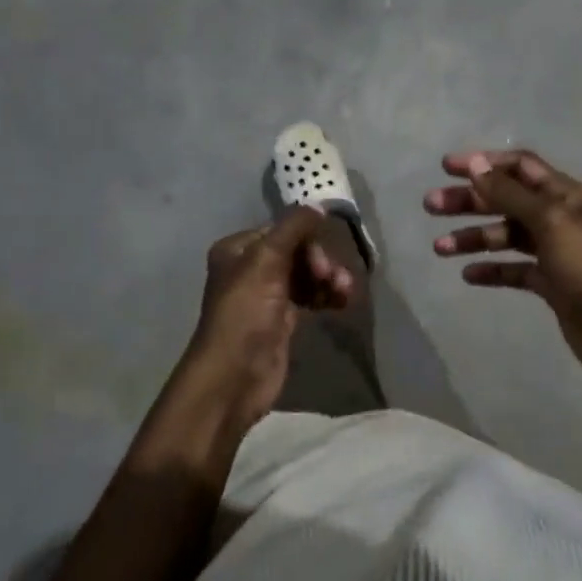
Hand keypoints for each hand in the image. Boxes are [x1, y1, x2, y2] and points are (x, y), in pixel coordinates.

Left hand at [177, 205, 355, 428]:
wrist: (235, 376)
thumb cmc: (246, 313)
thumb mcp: (266, 260)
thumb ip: (293, 227)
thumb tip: (319, 205)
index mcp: (238, 249)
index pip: (282, 230)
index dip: (307, 239)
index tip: (322, 258)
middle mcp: (250, 268)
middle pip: (298, 251)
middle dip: (321, 261)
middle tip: (332, 278)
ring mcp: (267, 295)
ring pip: (307, 274)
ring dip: (329, 279)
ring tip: (345, 292)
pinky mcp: (282, 320)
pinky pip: (311, 296)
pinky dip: (327, 296)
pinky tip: (343, 302)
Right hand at [425, 150, 581, 387]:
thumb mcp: (550, 222)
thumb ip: (511, 195)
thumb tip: (478, 164)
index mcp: (565, 195)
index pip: (520, 167)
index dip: (484, 163)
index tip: (446, 168)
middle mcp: (559, 218)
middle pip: (507, 200)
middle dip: (469, 201)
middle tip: (431, 206)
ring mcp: (555, 253)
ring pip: (506, 236)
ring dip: (473, 238)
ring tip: (440, 248)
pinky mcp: (551, 285)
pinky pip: (514, 270)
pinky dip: (491, 270)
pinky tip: (468, 276)